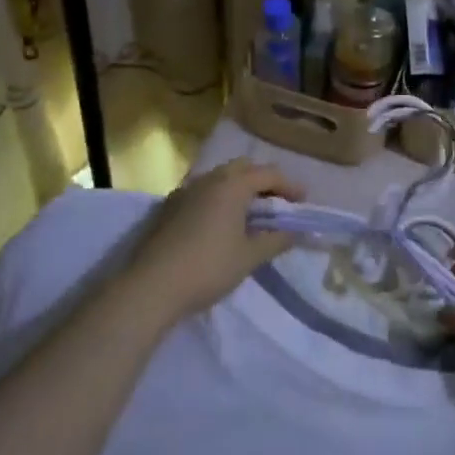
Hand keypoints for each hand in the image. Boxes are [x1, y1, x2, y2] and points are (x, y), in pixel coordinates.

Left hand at [123, 160, 305, 322]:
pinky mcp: (169, 206)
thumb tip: (294, 232)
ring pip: (221, 178)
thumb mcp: (249, 257)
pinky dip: (220, 199)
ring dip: (240, 189)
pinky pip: (203, 192)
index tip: (303, 202)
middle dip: (264, 182)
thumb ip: (276, 240)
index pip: (269, 174)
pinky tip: (221, 224)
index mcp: (233, 184)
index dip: (290, 186)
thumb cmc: (208, 267)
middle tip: (277, 205)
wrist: (151, 286)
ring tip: (251, 215)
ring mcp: (186, 190)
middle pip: (244, 168)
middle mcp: (210, 178)